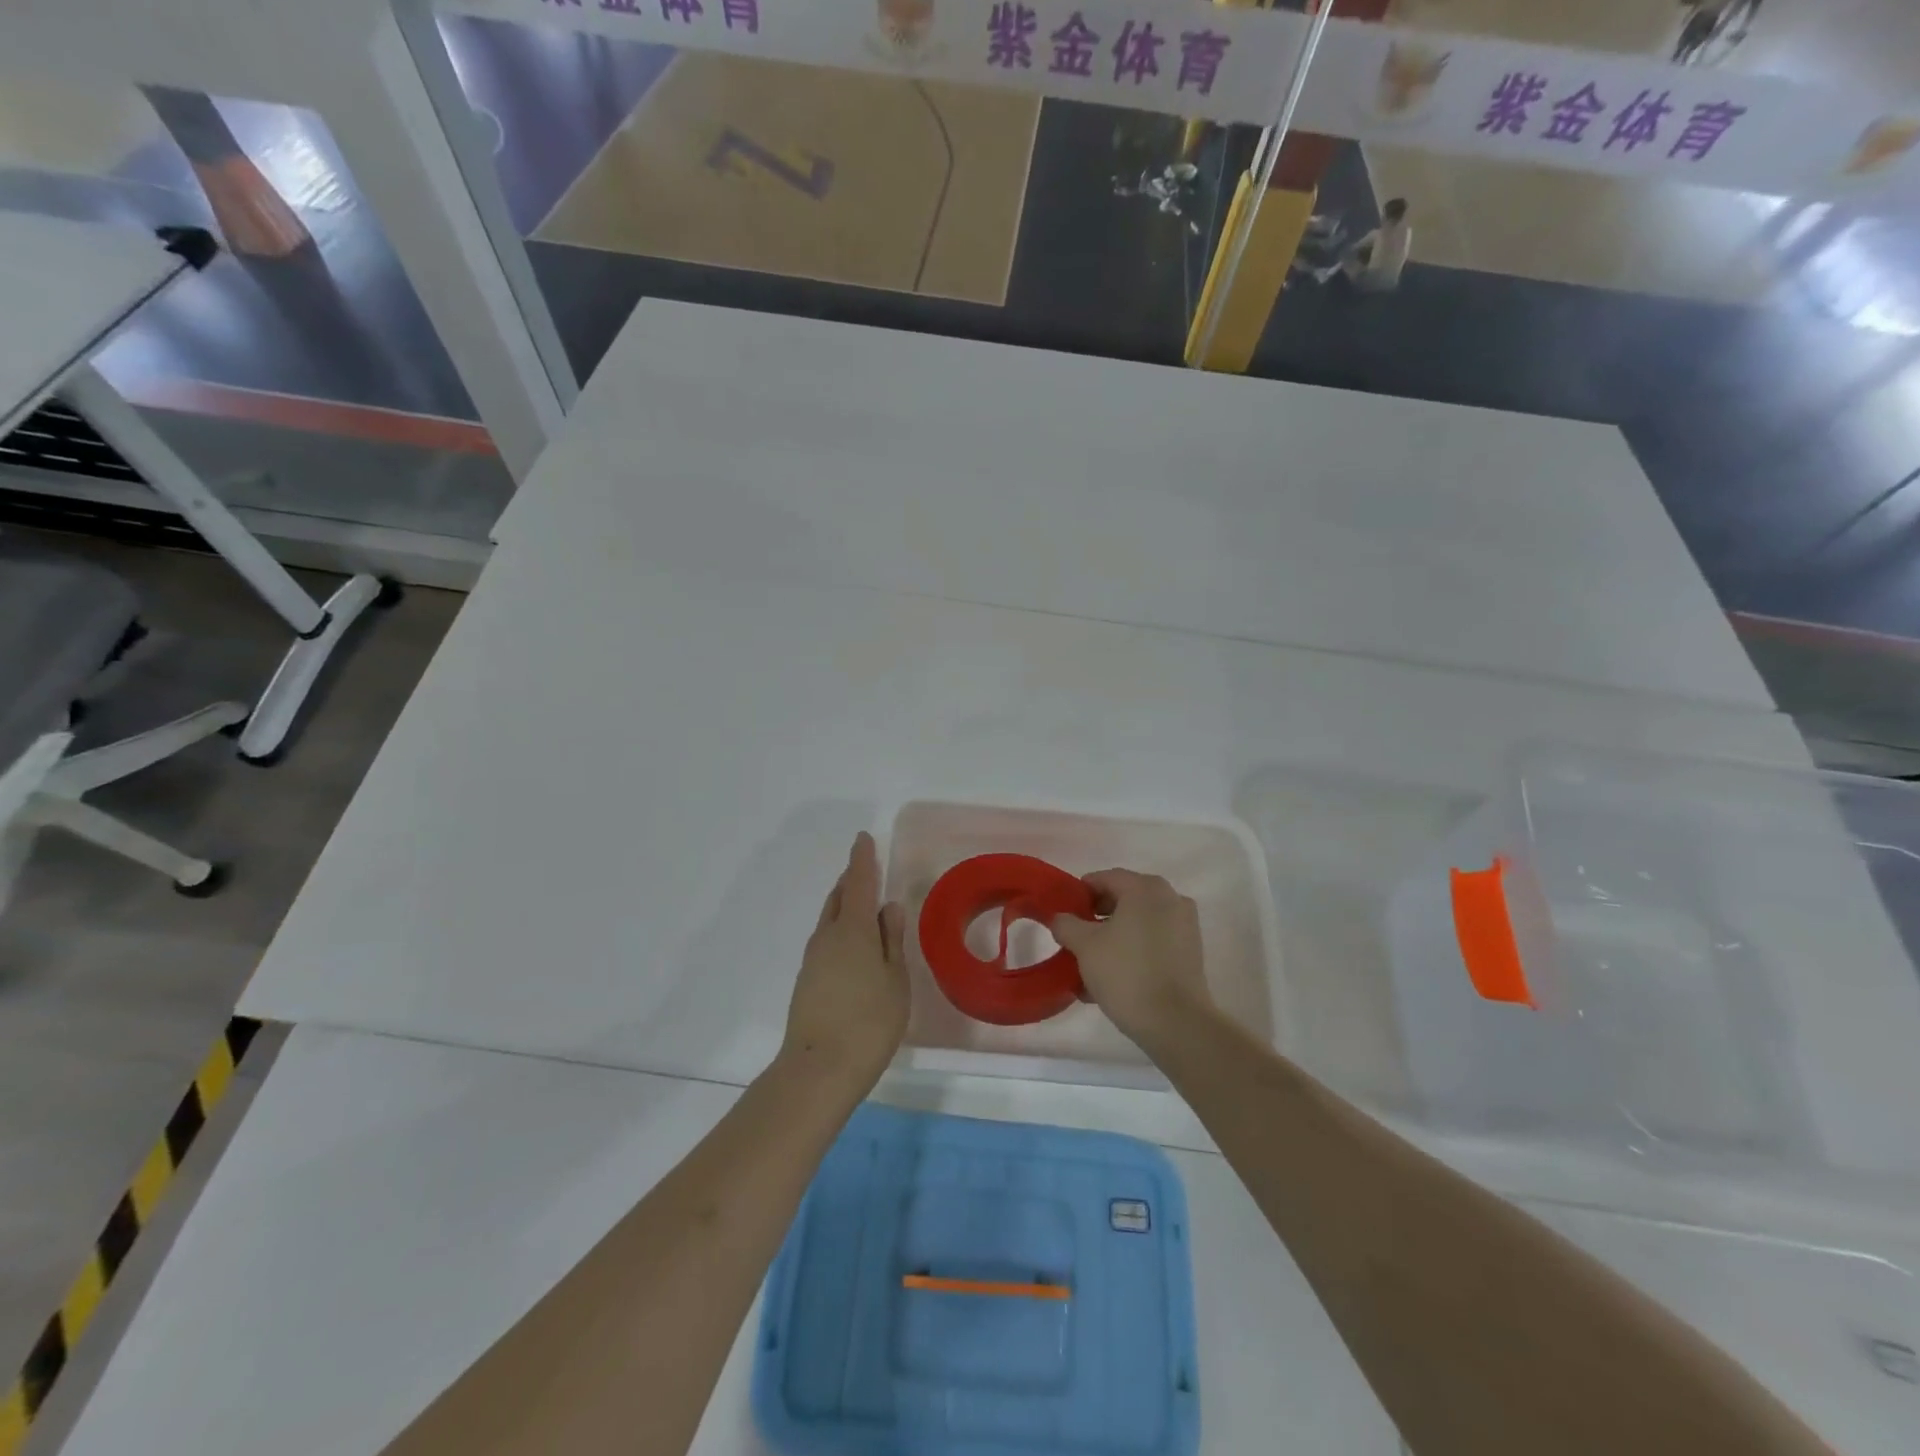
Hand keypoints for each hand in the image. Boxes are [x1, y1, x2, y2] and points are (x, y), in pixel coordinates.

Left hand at [782, 833, 908, 1091]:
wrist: (819, 1069)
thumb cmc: (869, 1021)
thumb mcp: (895, 980)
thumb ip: (892, 941)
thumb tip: (889, 907)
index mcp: (854, 929)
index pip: (860, 883)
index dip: (862, 860)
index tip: (863, 838)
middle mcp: (828, 936)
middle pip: (840, 898)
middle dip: (852, 880)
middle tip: (866, 869)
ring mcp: (813, 959)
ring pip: (830, 919)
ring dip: (845, 904)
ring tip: (862, 903)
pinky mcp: (807, 980)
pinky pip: (826, 939)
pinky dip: (840, 928)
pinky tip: (852, 944)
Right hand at [1051, 869, 1214, 1054]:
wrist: (1175, 1022)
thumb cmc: (1126, 973)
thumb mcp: (1084, 946)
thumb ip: (1066, 925)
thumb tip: (1061, 918)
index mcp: (1145, 888)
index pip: (1105, 878)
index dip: (1081, 893)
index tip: (1064, 912)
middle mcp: (1170, 898)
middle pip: (1124, 900)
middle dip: (1097, 917)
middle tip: (1075, 938)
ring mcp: (1185, 926)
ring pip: (1139, 924)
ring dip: (1114, 938)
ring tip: (1090, 965)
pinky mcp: (1191, 953)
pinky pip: (1153, 943)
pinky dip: (1133, 952)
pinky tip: (1112, 979)